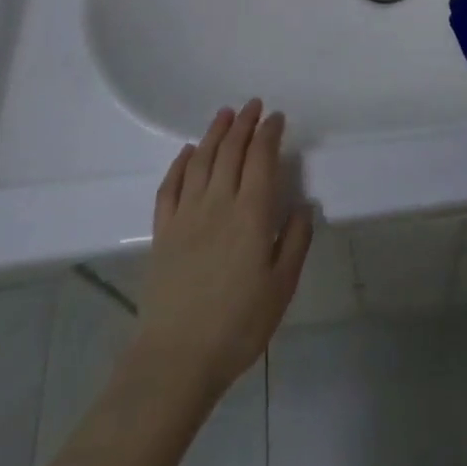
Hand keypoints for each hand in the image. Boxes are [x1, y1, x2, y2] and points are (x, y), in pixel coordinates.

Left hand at [132, 100, 313, 399]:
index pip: (261, 158)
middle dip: (244, 124)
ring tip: (225, 114)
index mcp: (251, 213)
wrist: (176, 359)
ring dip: (214, 133)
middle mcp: (218, 202)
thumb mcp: (281, 287)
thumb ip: (295, 241)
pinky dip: (180, 163)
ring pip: (201, 160)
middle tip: (254, 105)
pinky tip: (188, 152)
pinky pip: (170, 186)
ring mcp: (186, 215)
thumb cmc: (237, 325)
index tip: (277, 117)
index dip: (269, 133)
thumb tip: (303, 206)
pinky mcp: (162, 231)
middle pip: (231, 151)